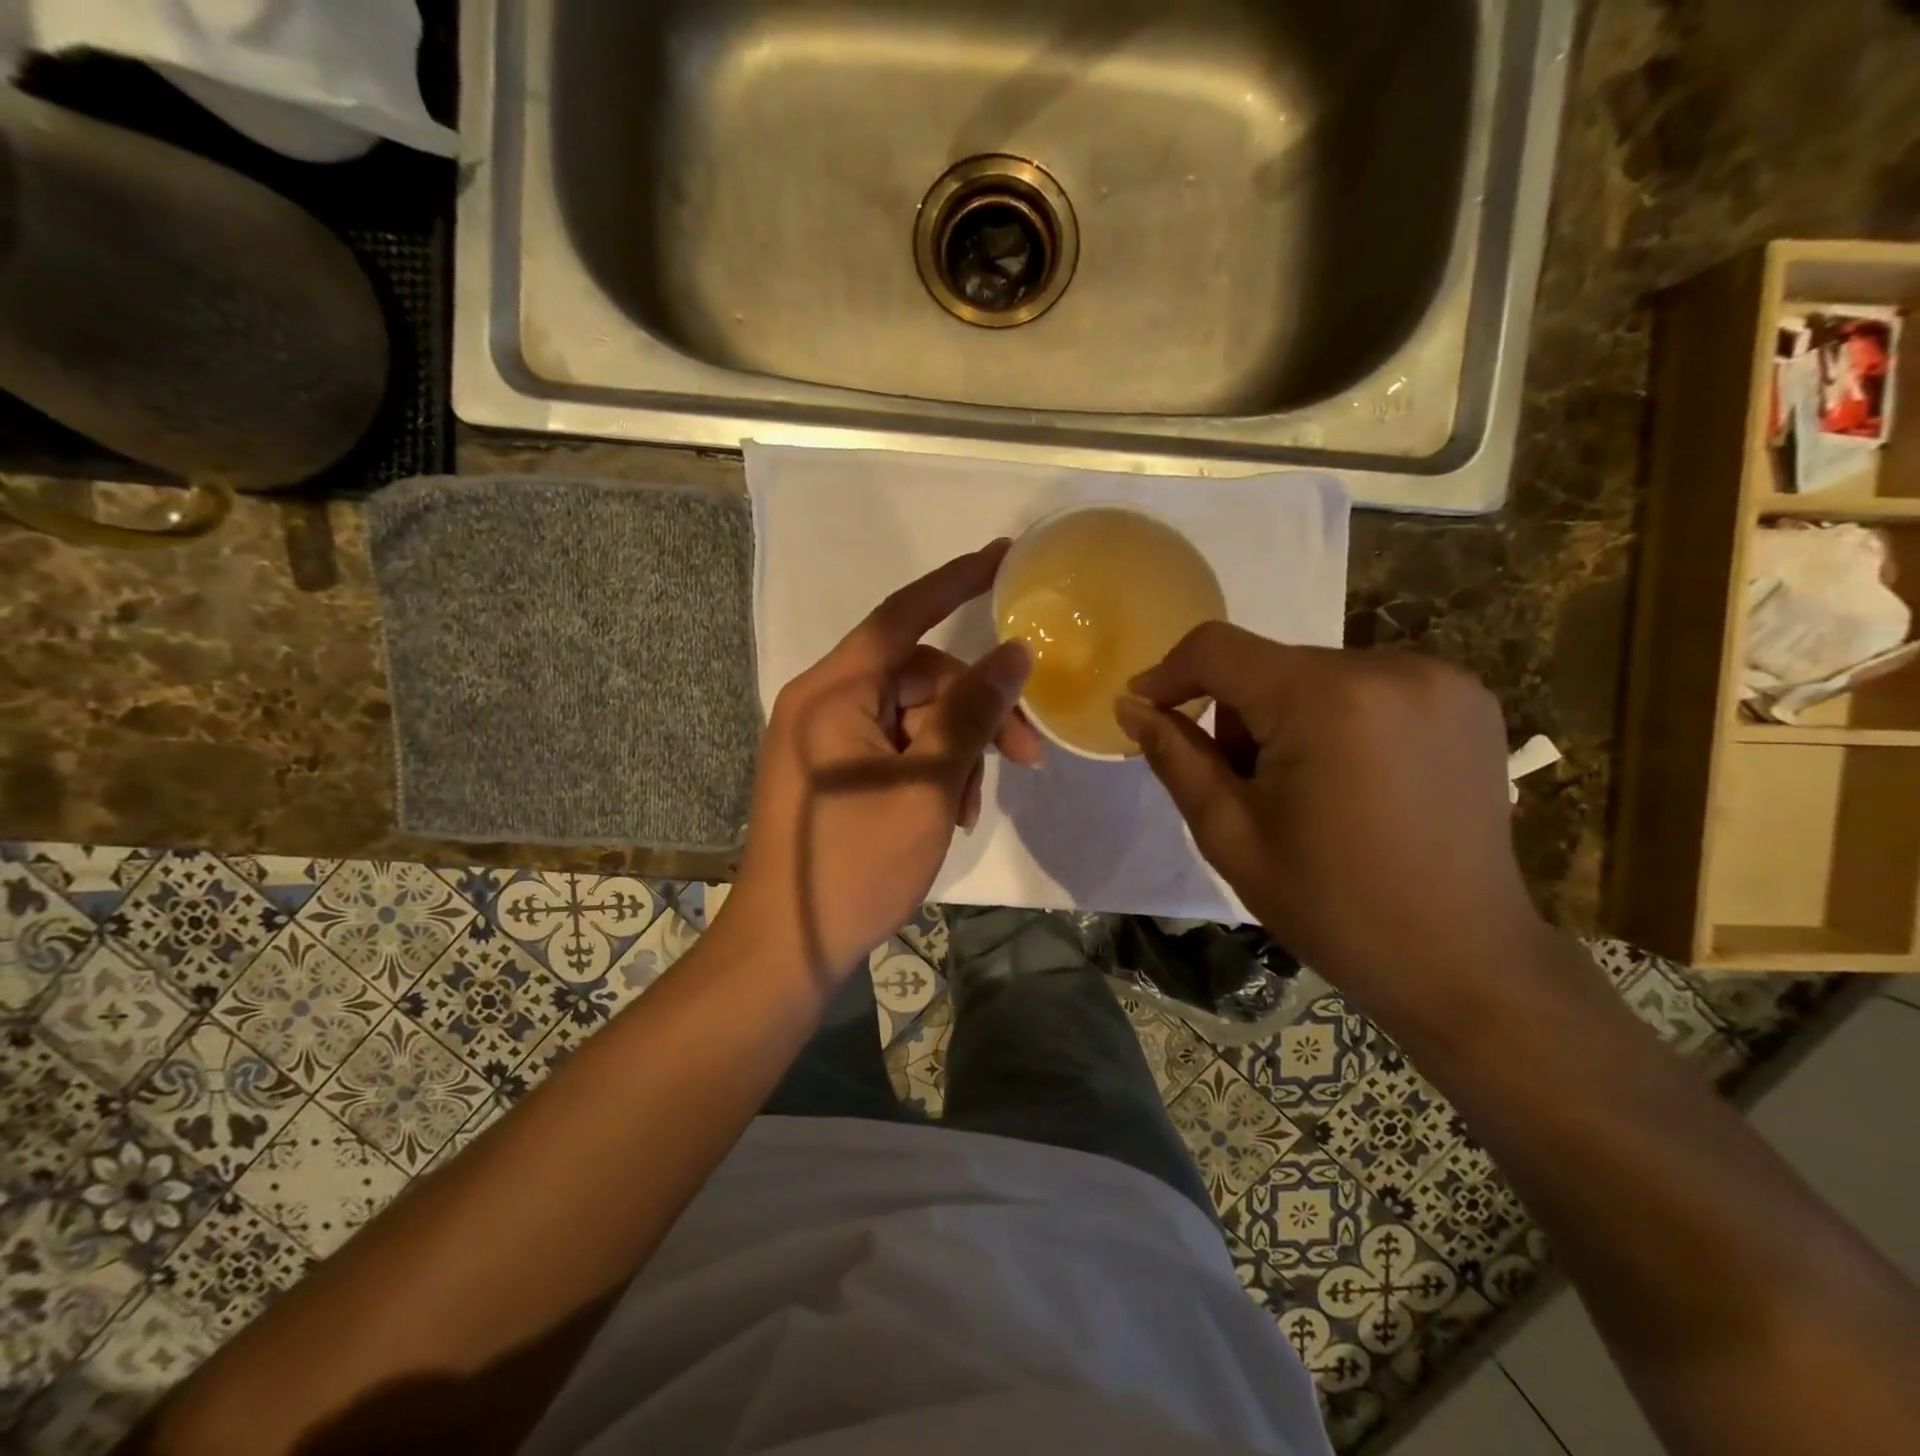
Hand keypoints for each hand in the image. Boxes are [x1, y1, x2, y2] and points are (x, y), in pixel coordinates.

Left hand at [730, 541, 1042, 983]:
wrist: (789, 946)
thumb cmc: (856, 863)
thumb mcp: (929, 785)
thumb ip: (972, 713)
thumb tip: (1014, 653)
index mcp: (835, 690)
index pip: (903, 614)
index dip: (956, 581)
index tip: (1005, 556)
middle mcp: (824, 701)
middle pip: (919, 676)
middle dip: (976, 710)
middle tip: (1026, 755)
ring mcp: (825, 738)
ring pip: (914, 717)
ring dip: (956, 750)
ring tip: (971, 808)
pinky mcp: (833, 771)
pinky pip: (895, 747)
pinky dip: (930, 770)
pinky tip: (949, 812)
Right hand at [1117, 623, 1557, 1034]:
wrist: (1462, 960)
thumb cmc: (1332, 906)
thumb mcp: (1230, 834)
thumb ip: (1175, 757)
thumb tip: (1130, 706)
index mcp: (1325, 701)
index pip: (1218, 648)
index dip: (1169, 673)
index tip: (1146, 710)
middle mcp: (1388, 668)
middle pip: (1269, 663)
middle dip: (1237, 713)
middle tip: (1240, 784)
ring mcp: (1439, 679)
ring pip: (1316, 674)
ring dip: (1287, 715)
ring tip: (1304, 789)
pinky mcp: (1469, 698)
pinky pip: (1367, 685)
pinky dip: (1338, 716)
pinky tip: (1354, 778)